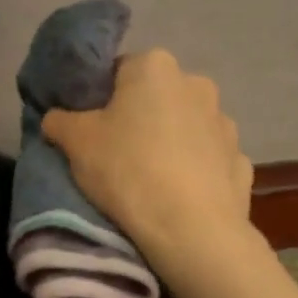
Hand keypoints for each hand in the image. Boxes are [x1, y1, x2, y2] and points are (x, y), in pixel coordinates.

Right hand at [42, 49, 253, 262]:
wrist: (191, 230)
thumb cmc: (127, 171)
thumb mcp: (75, 143)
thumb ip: (60, 121)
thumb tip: (56, 118)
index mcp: (155, 67)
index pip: (118, 71)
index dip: (99, 100)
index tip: (90, 129)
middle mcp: (196, 84)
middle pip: (155, 98)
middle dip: (138, 119)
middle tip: (116, 154)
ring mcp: (225, 123)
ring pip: (186, 127)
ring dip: (170, 143)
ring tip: (151, 180)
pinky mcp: (240, 160)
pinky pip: (208, 160)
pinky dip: (194, 171)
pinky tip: (179, 196)